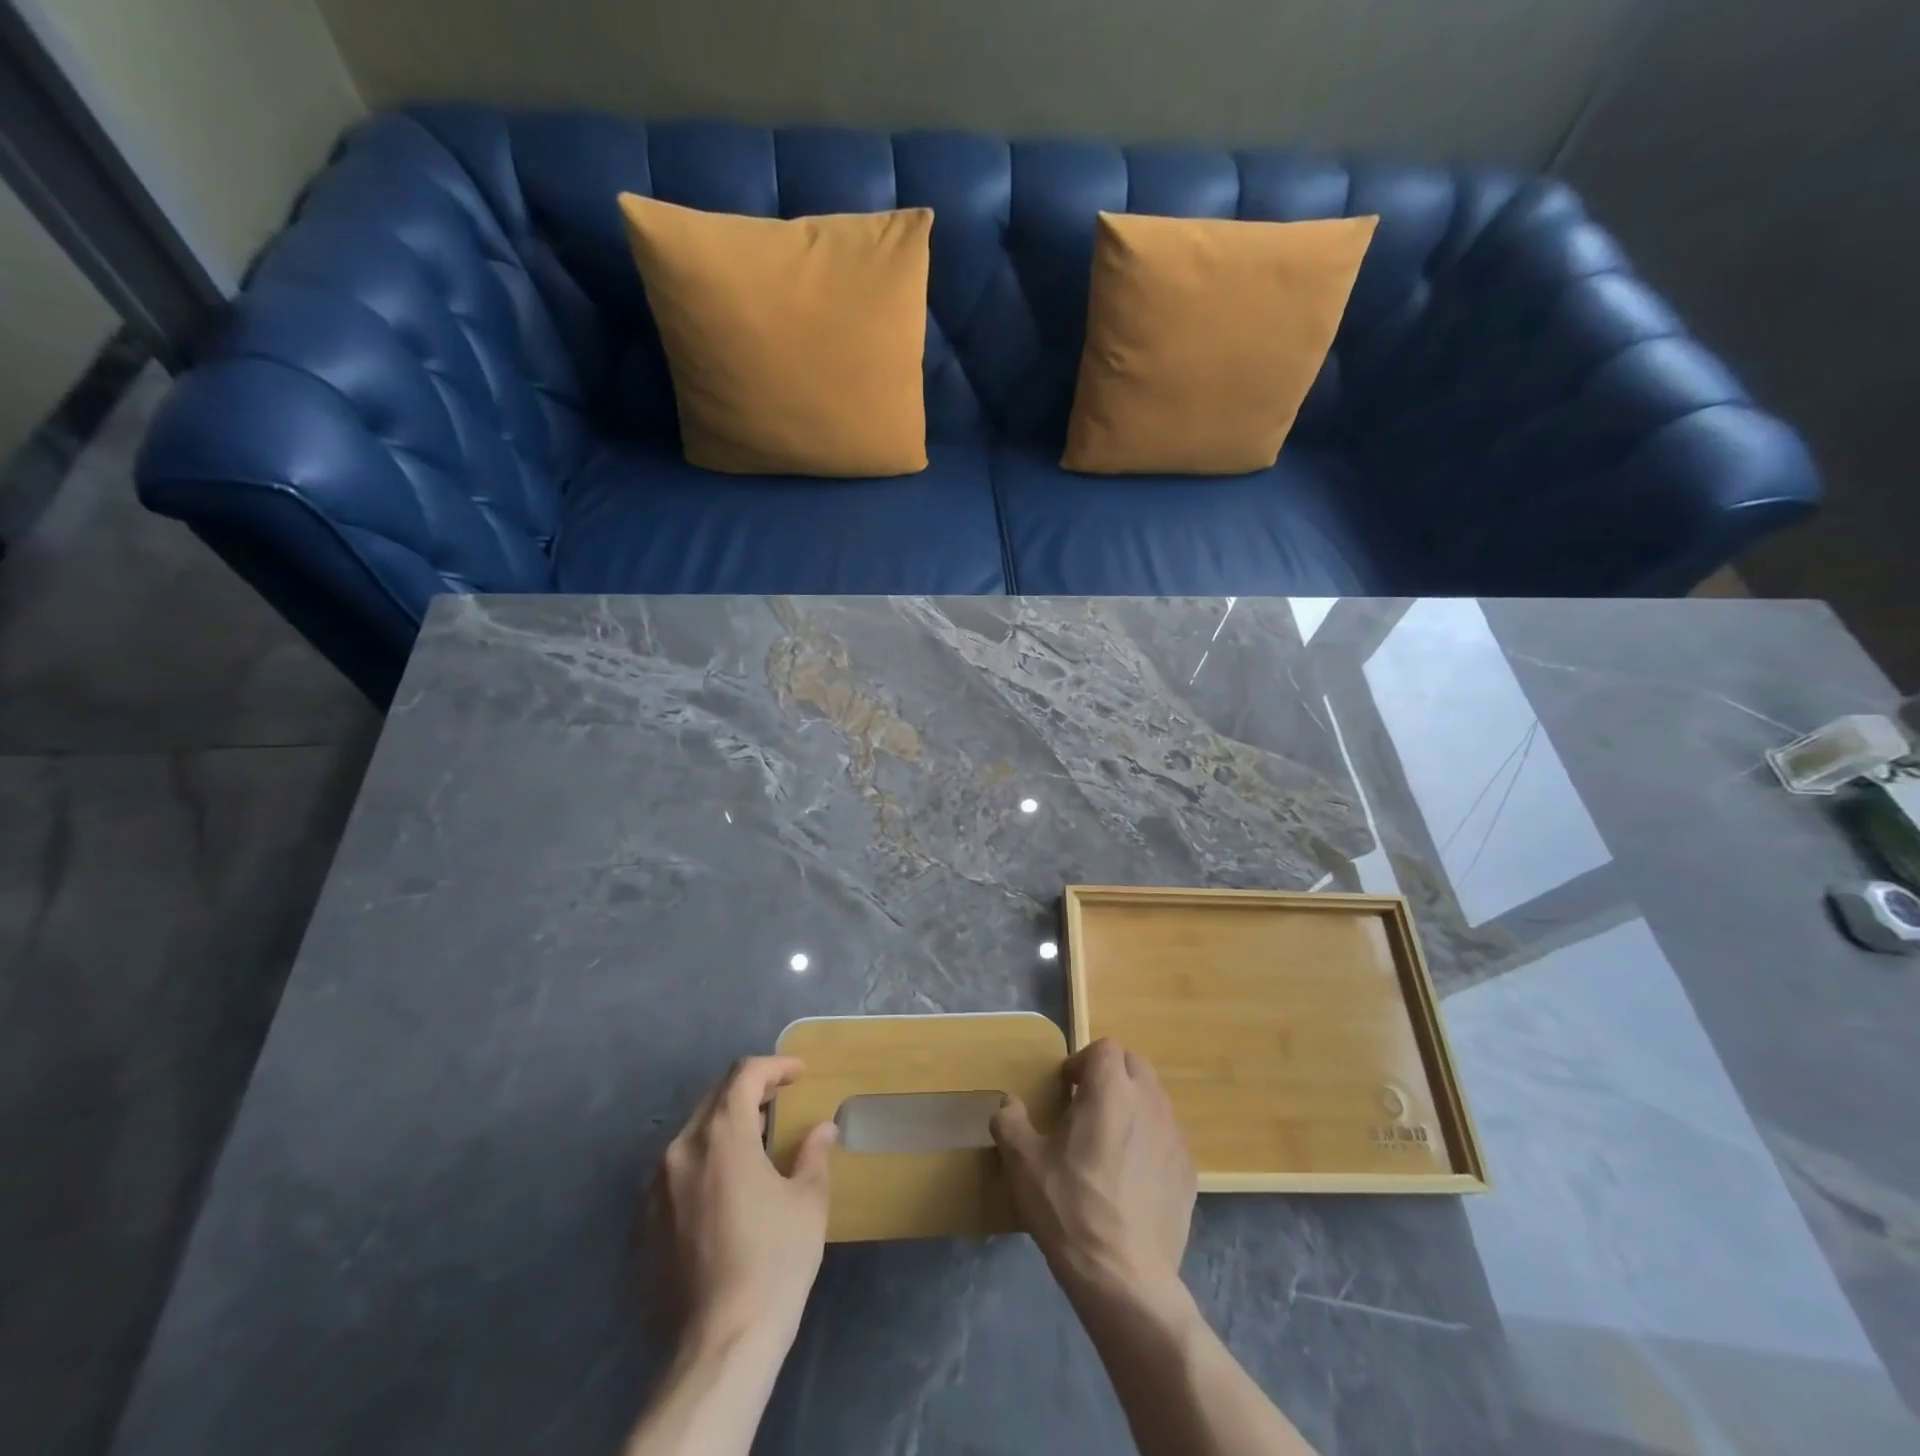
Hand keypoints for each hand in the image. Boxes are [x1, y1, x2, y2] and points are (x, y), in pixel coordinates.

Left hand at [650, 1056, 836, 1353]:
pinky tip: (722, 1191)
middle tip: (779, 1104)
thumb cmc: (773, 1263)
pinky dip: (702, 1164)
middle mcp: (680, 1151)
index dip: (774, 1067)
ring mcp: (654, 1189)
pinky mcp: (642, 1225)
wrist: (718, 1348)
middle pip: (714, 1099)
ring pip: (691, 1136)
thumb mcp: (808, 1202)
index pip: (744, 1075)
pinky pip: (674, 1173)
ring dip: (723, 1128)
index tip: (798, 1074)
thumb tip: (823, 1129)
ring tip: (753, 1145)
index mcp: (721, 1135)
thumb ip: (814, 1154)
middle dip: (749, 1092)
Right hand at [991, 1039, 1195, 1298]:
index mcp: (1111, 1089)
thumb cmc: (1069, 1208)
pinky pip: (1168, 1138)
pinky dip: (1151, 1142)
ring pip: (1154, 1100)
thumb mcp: (1023, 1163)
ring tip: (1109, 1144)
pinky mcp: (1189, 1172)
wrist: (1124, 1277)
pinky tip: (1132, 1179)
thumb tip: (1008, 1104)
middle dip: (1111, 1077)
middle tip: (1087, 1108)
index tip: (1067, 1090)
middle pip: (1134, 1066)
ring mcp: (1175, 1137)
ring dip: (1133, 1107)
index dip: (1083, 1061)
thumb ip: (1010, 1121)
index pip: (1105, 1047)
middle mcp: (1149, 1102)